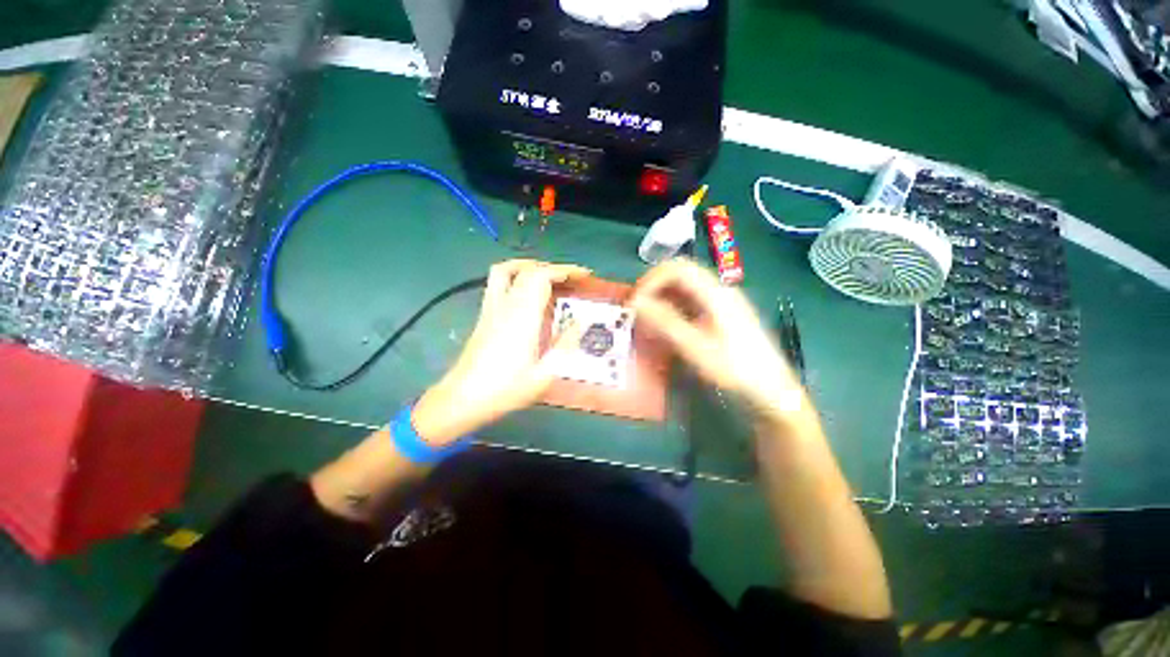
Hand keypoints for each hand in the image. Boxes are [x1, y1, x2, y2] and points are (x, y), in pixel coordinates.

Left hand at [412, 260, 588, 444]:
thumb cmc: (506, 389)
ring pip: (506, 270)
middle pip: (527, 270)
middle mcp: (505, 305)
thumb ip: (565, 343)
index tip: (584, 276)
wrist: (462, 399)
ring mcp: (491, 308)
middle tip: (573, 280)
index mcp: (522, 317)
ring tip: (549, 277)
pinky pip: (497, 282)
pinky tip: (527, 293)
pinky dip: (516, 276)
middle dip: (553, 268)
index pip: (542, 277)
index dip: (565, 270)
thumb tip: (581, 321)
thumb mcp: (545, 373)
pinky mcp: (483, 315)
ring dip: (530, 266)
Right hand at [631, 259, 807, 423]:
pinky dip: (672, 306)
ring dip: (662, 296)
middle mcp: (719, 289)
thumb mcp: (696, 347)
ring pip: (684, 286)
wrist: (771, 388)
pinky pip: (691, 300)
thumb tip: (637, 302)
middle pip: (680, 273)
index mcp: (715, 292)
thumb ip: (666, 322)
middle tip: (637, 308)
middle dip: (654, 286)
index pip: (677, 268)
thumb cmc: (735, 368)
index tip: (635, 302)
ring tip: (647, 317)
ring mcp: (721, 300)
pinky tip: (666, 324)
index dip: (651, 280)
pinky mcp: (721, 312)